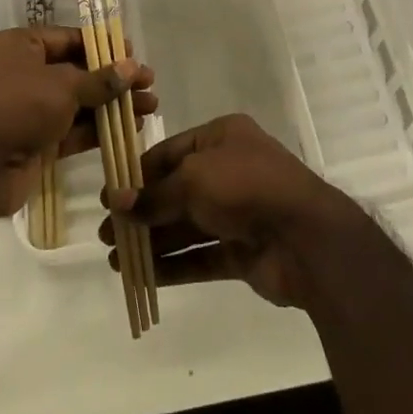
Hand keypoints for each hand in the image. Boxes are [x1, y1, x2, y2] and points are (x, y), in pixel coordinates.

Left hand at [0, 26, 156, 218]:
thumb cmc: (17, 107)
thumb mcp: (62, 86)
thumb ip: (100, 79)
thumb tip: (132, 68)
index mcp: (20, 46)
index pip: (68, 39)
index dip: (102, 46)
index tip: (133, 53)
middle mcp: (23, 73)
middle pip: (77, 71)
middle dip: (114, 79)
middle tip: (149, 84)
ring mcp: (29, 109)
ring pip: (78, 102)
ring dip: (112, 105)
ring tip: (150, 107)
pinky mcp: (36, 141)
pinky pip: (72, 129)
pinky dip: (98, 129)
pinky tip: (130, 129)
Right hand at [99, 113, 360, 308]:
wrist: (305, 237)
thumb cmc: (245, 187)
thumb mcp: (193, 180)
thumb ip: (154, 194)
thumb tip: (116, 202)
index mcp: (222, 138)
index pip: (171, 152)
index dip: (139, 173)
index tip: (109, 195)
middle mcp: (229, 170)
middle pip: (176, 190)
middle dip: (142, 211)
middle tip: (106, 232)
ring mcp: (237, 212)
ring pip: (186, 226)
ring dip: (152, 241)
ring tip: (115, 258)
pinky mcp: (242, 251)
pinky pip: (200, 256)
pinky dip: (173, 265)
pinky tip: (142, 276)